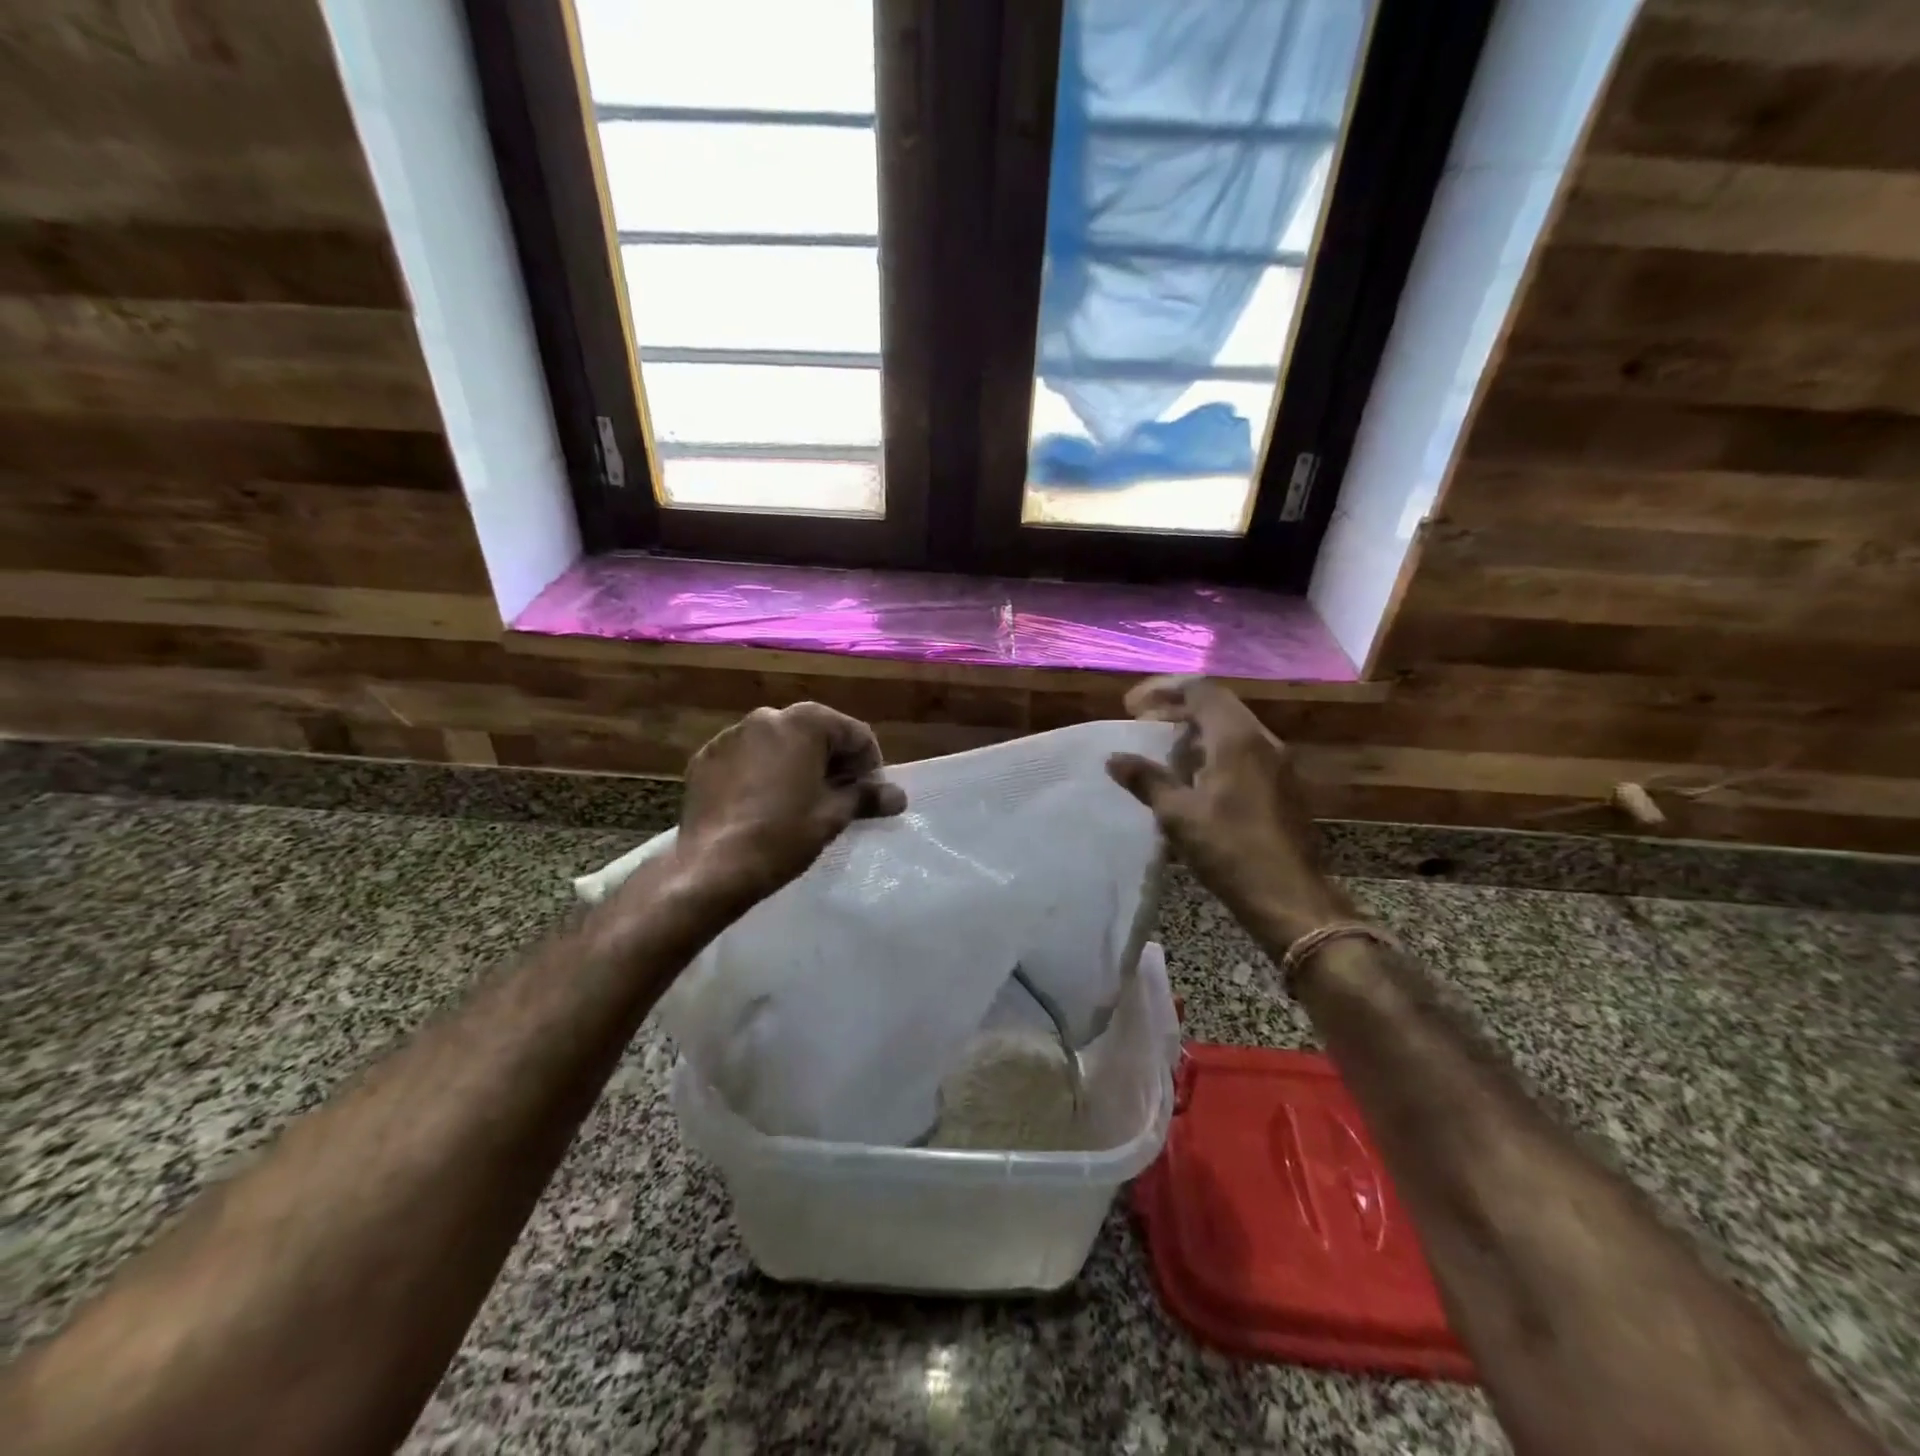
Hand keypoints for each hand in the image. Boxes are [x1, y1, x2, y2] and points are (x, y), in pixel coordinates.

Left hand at [672, 702, 906, 900]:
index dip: (869, 764)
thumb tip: (899, 796)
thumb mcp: (833, 816)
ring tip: (799, 802)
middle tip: (839, 798)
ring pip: (778, 744)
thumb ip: (867, 797)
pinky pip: (746, 758)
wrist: (712, 867)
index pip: (854, 733)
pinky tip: (762, 805)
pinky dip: (761, 773)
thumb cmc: (783, 835)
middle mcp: (765, 717)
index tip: (870, 795)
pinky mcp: (705, 758)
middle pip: (815, 733)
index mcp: (803, 722)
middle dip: (832, 761)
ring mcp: (730, 736)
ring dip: (795, 765)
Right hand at [1106, 676, 1351, 942]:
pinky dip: (1212, 751)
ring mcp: (1277, 763)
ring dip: (1194, 731)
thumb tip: (1114, 759)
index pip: (1200, 690)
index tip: (1131, 706)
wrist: (1289, 896)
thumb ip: (1146, 780)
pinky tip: (1193, 779)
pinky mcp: (1281, 786)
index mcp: (1237, 739)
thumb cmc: (1230, 850)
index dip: (1162, 690)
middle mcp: (1262, 741)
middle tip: (1142, 723)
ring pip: (1231, 729)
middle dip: (1176, 708)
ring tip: (1162, 750)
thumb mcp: (1178, 815)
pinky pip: (1243, 752)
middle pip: (1217, 705)